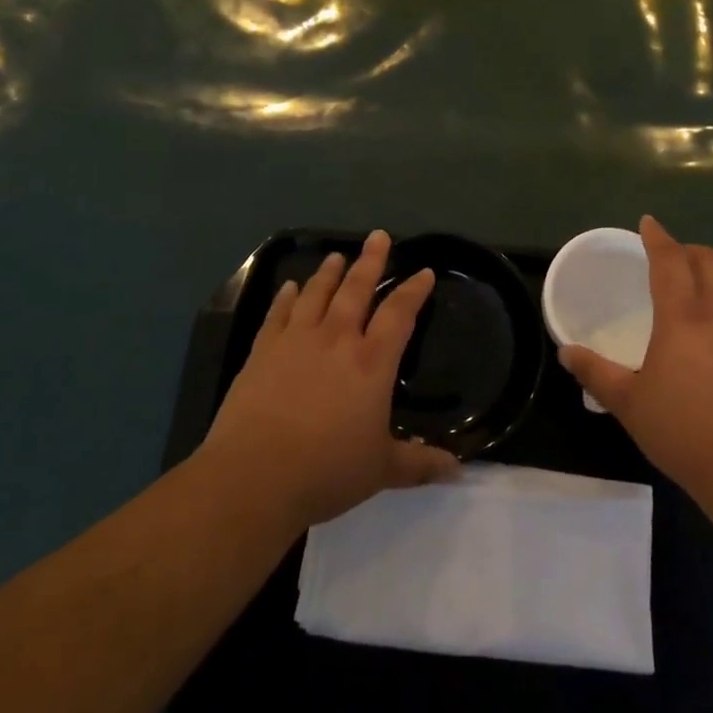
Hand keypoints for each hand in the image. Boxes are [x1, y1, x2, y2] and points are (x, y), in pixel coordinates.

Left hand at [202, 230, 459, 530]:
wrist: (254, 476)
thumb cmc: (326, 471)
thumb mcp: (382, 470)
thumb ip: (420, 463)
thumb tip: (459, 469)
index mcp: (372, 362)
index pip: (399, 314)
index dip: (414, 290)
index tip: (424, 272)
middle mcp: (336, 339)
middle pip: (357, 289)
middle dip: (371, 261)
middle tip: (379, 236)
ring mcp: (296, 341)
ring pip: (317, 294)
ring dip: (329, 273)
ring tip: (337, 256)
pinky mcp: (262, 351)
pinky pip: (278, 314)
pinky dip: (286, 297)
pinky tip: (289, 287)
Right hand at [559, 216, 712, 516]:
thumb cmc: (686, 432)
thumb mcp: (630, 405)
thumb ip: (597, 374)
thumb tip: (566, 352)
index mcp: (684, 318)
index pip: (670, 261)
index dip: (658, 238)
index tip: (649, 223)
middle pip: (711, 262)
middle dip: (690, 250)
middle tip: (672, 255)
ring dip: (711, 289)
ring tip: (691, 311)